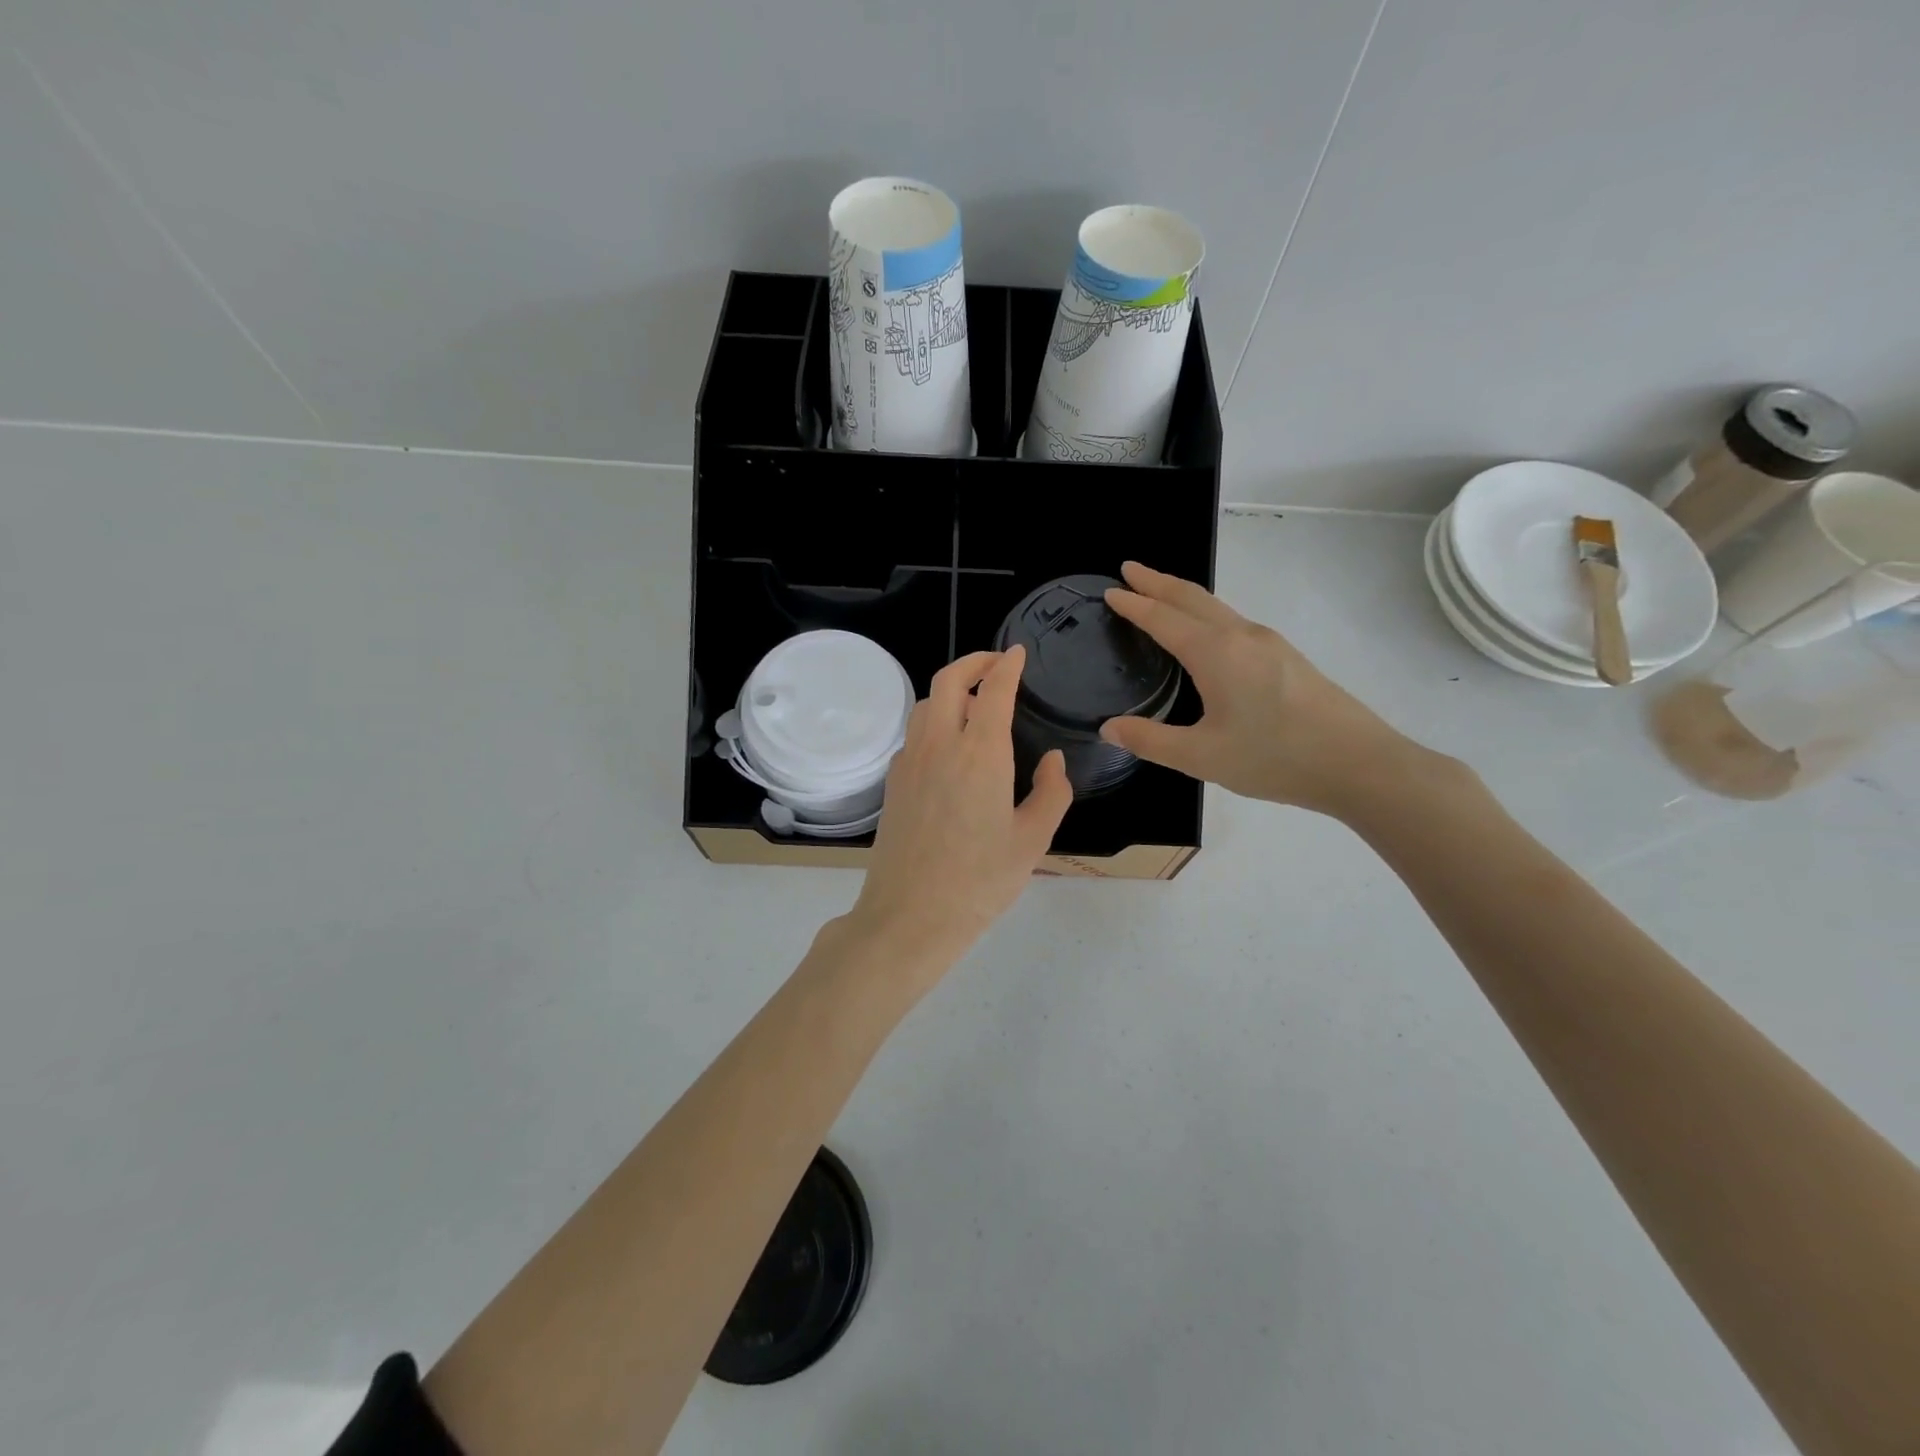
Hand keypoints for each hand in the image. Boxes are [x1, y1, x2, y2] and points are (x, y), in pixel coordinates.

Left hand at [846, 648, 1072, 971]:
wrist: (910, 916)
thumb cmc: (980, 881)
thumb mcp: (1033, 840)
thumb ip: (1051, 793)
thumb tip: (1052, 761)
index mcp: (981, 753)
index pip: (993, 690)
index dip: (1006, 665)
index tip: (1017, 653)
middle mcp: (940, 745)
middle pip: (948, 680)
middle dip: (973, 662)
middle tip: (994, 664)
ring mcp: (910, 762)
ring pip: (925, 704)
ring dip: (949, 690)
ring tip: (973, 702)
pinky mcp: (893, 782)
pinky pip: (914, 734)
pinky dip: (933, 720)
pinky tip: (949, 745)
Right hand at [1099, 561, 1433, 818]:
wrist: (1359, 763)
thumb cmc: (1275, 758)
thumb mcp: (1202, 757)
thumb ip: (1151, 741)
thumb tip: (1108, 728)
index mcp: (1216, 653)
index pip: (1164, 618)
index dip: (1134, 604)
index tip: (1110, 590)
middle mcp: (1242, 636)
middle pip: (1192, 597)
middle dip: (1157, 581)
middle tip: (1129, 570)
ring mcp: (1269, 643)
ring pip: (1216, 607)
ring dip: (1182, 595)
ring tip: (1159, 594)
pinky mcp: (1286, 657)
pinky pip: (1233, 621)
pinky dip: (1205, 613)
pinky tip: (1204, 634)